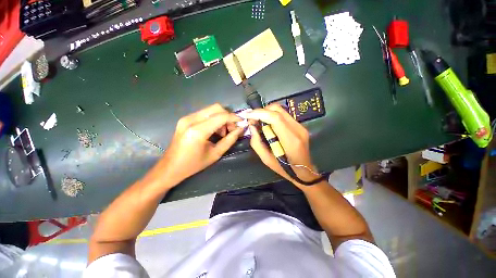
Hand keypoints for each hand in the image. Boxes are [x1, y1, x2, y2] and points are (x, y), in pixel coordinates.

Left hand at [150, 104, 243, 187]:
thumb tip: (240, 129)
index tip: (242, 123)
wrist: (170, 167)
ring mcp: (186, 118)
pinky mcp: (185, 119)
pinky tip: (214, 131)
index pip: (221, 116)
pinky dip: (214, 119)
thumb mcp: (215, 154)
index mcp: (197, 131)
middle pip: (216, 108)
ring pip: (211, 110)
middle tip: (231, 129)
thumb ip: (229, 140)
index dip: (234, 118)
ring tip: (223, 133)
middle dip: (228, 116)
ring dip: (221, 118)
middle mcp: (191, 120)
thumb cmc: (193, 165)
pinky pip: (205, 113)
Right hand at [245, 104, 319, 188]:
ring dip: (267, 113)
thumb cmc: (285, 169)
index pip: (275, 118)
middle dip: (262, 111)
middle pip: (278, 109)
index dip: (259, 113)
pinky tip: (268, 125)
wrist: (304, 171)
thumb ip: (257, 142)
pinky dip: (273, 116)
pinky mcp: (300, 126)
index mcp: (291, 141)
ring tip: (259, 122)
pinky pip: (284, 115)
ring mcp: (300, 126)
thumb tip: (252, 126)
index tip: (248, 115)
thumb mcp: (266, 159)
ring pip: (281, 110)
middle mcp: (297, 130)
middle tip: (253, 120)